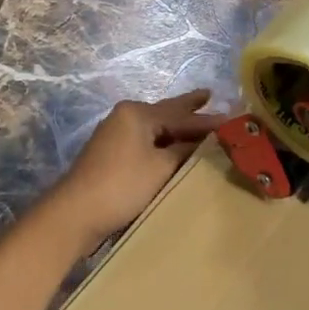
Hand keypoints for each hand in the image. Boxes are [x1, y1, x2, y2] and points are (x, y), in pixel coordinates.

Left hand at [47, 90, 223, 250]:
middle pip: (166, 112)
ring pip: (156, 128)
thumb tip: (206, 143)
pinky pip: (146, 142)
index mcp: (138, 113)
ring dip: (176, 128)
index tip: (234, 118)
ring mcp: (116, 135)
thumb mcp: (162, 167)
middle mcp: (126, 117)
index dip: (208, 120)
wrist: (75, 214)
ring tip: (197, 120)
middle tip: (209, 95)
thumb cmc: (122, 185)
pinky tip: (174, 147)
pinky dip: (163, 143)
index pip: (181, 115)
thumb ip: (186, 151)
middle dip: (189, 107)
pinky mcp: (112, 155)